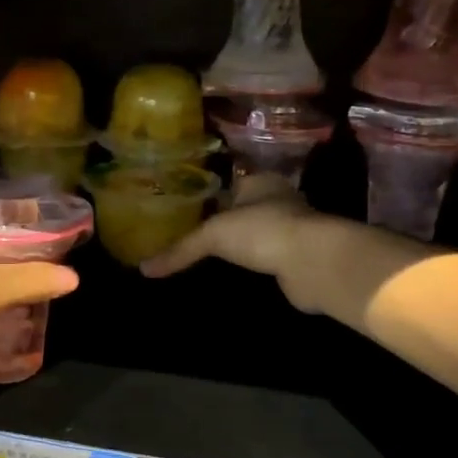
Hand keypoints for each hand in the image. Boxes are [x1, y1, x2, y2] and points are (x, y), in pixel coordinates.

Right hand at [140, 176, 321, 297]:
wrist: (314, 263)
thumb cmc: (262, 231)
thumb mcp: (213, 235)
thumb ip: (180, 250)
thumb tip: (144, 269)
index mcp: (260, 182)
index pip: (231, 183)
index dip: (210, 194)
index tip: (188, 208)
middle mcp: (279, 200)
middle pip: (245, 209)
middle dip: (226, 220)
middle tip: (194, 234)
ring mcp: (293, 229)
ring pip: (259, 234)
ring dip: (243, 245)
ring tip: (211, 258)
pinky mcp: (299, 257)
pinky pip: (269, 258)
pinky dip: (256, 265)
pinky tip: (237, 275)